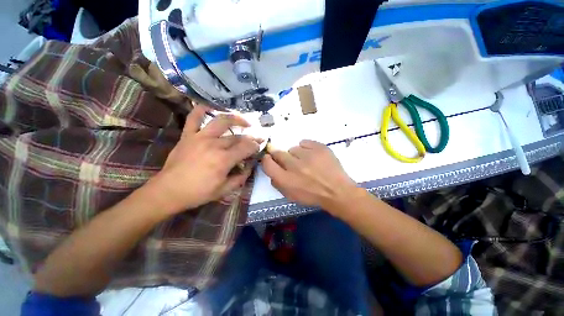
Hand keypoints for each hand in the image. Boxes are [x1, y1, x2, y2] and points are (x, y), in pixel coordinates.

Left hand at [152, 106, 259, 212]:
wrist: (168, 191)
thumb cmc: (198, 193)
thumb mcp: (224, 190)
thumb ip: (240, 178)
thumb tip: (249, 167)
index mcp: (224, 160)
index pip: (246, 148)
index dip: (256, 146)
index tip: (260, 146)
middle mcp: (214, 145)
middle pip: (237, 137)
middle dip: (250, 137)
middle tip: (256, 138)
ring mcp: (200, 137)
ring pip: (221, 122)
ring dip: (236, 119)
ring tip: (244, 121)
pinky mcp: (188, 136)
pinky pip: (194, 118)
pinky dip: (201, 110)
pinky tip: (210, 107)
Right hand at [261, 140, 356, 210]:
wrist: (337, 191)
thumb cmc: (313, 196)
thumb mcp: (291, 196)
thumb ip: (277, 182)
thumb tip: (272, 167)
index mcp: (286, 180)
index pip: (267, 164)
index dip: (267, 159)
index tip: (270, 158)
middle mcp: (294, 166)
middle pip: (278, 153)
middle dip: (280, 156)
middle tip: (290, 161)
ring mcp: (308, 155)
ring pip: (293, 148)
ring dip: (296, 154)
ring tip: (306, 162)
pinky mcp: (319, 148)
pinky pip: (304, 142)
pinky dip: (306, 148)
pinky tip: (312, 156)